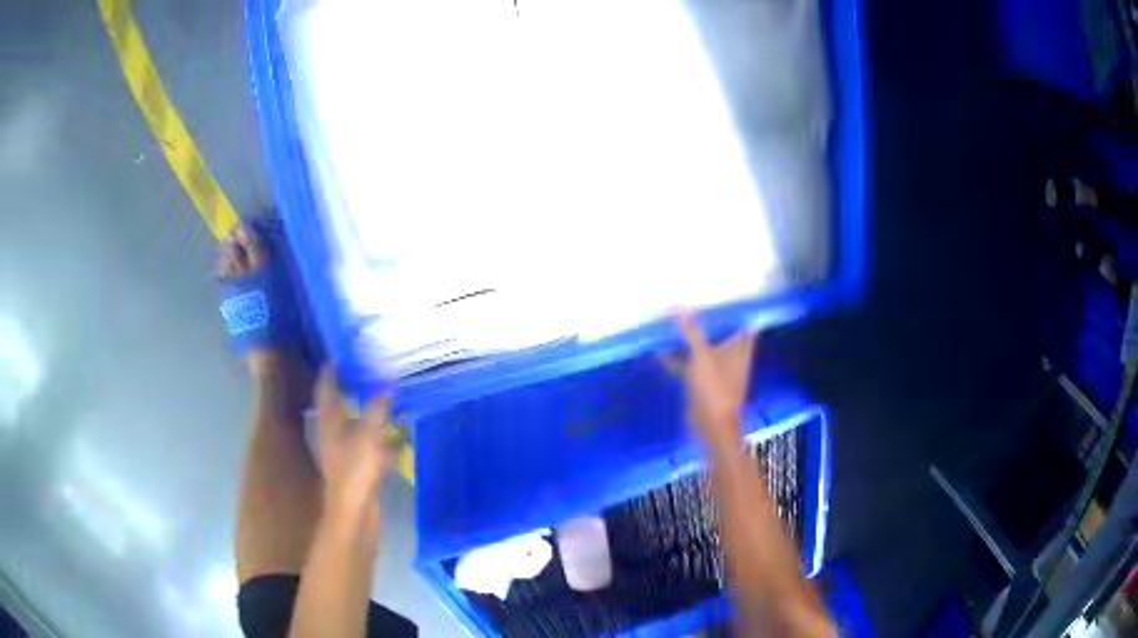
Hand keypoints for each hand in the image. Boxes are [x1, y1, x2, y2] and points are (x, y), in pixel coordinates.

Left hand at [315, 366, 397, 515]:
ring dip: (369, 415)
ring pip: (357, 427)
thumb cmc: (355, 471)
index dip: (330, 372)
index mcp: (330, 423)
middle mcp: (335, 435)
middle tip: (366, 372)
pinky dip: (384, 441)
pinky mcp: (361, 469)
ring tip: (387, 401)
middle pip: (340, 406)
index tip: (338, 355)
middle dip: (351, 390)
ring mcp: (347, 453)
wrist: (355, 513)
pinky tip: (399, 439)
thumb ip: (375, 409)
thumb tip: (385, 384)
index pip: (326, 390)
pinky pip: (372, 447)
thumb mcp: (367, 435)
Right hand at [662, 310, 757, 448]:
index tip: (720, 297)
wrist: (710, 426)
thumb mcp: (701, 356)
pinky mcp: (702, 383)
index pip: (742, 323)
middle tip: (691, 304)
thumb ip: (692, 332)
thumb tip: (680, 307)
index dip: (734, 310)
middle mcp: (730, 357)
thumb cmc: (713, 388)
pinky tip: (658, 351)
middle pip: (721, 333)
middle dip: (707, 321)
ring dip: (690, 339)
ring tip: (671, 322)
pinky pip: (690, 365)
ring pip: (703, 349)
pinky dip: (678, 358)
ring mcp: (716, 371)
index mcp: (738, 348)